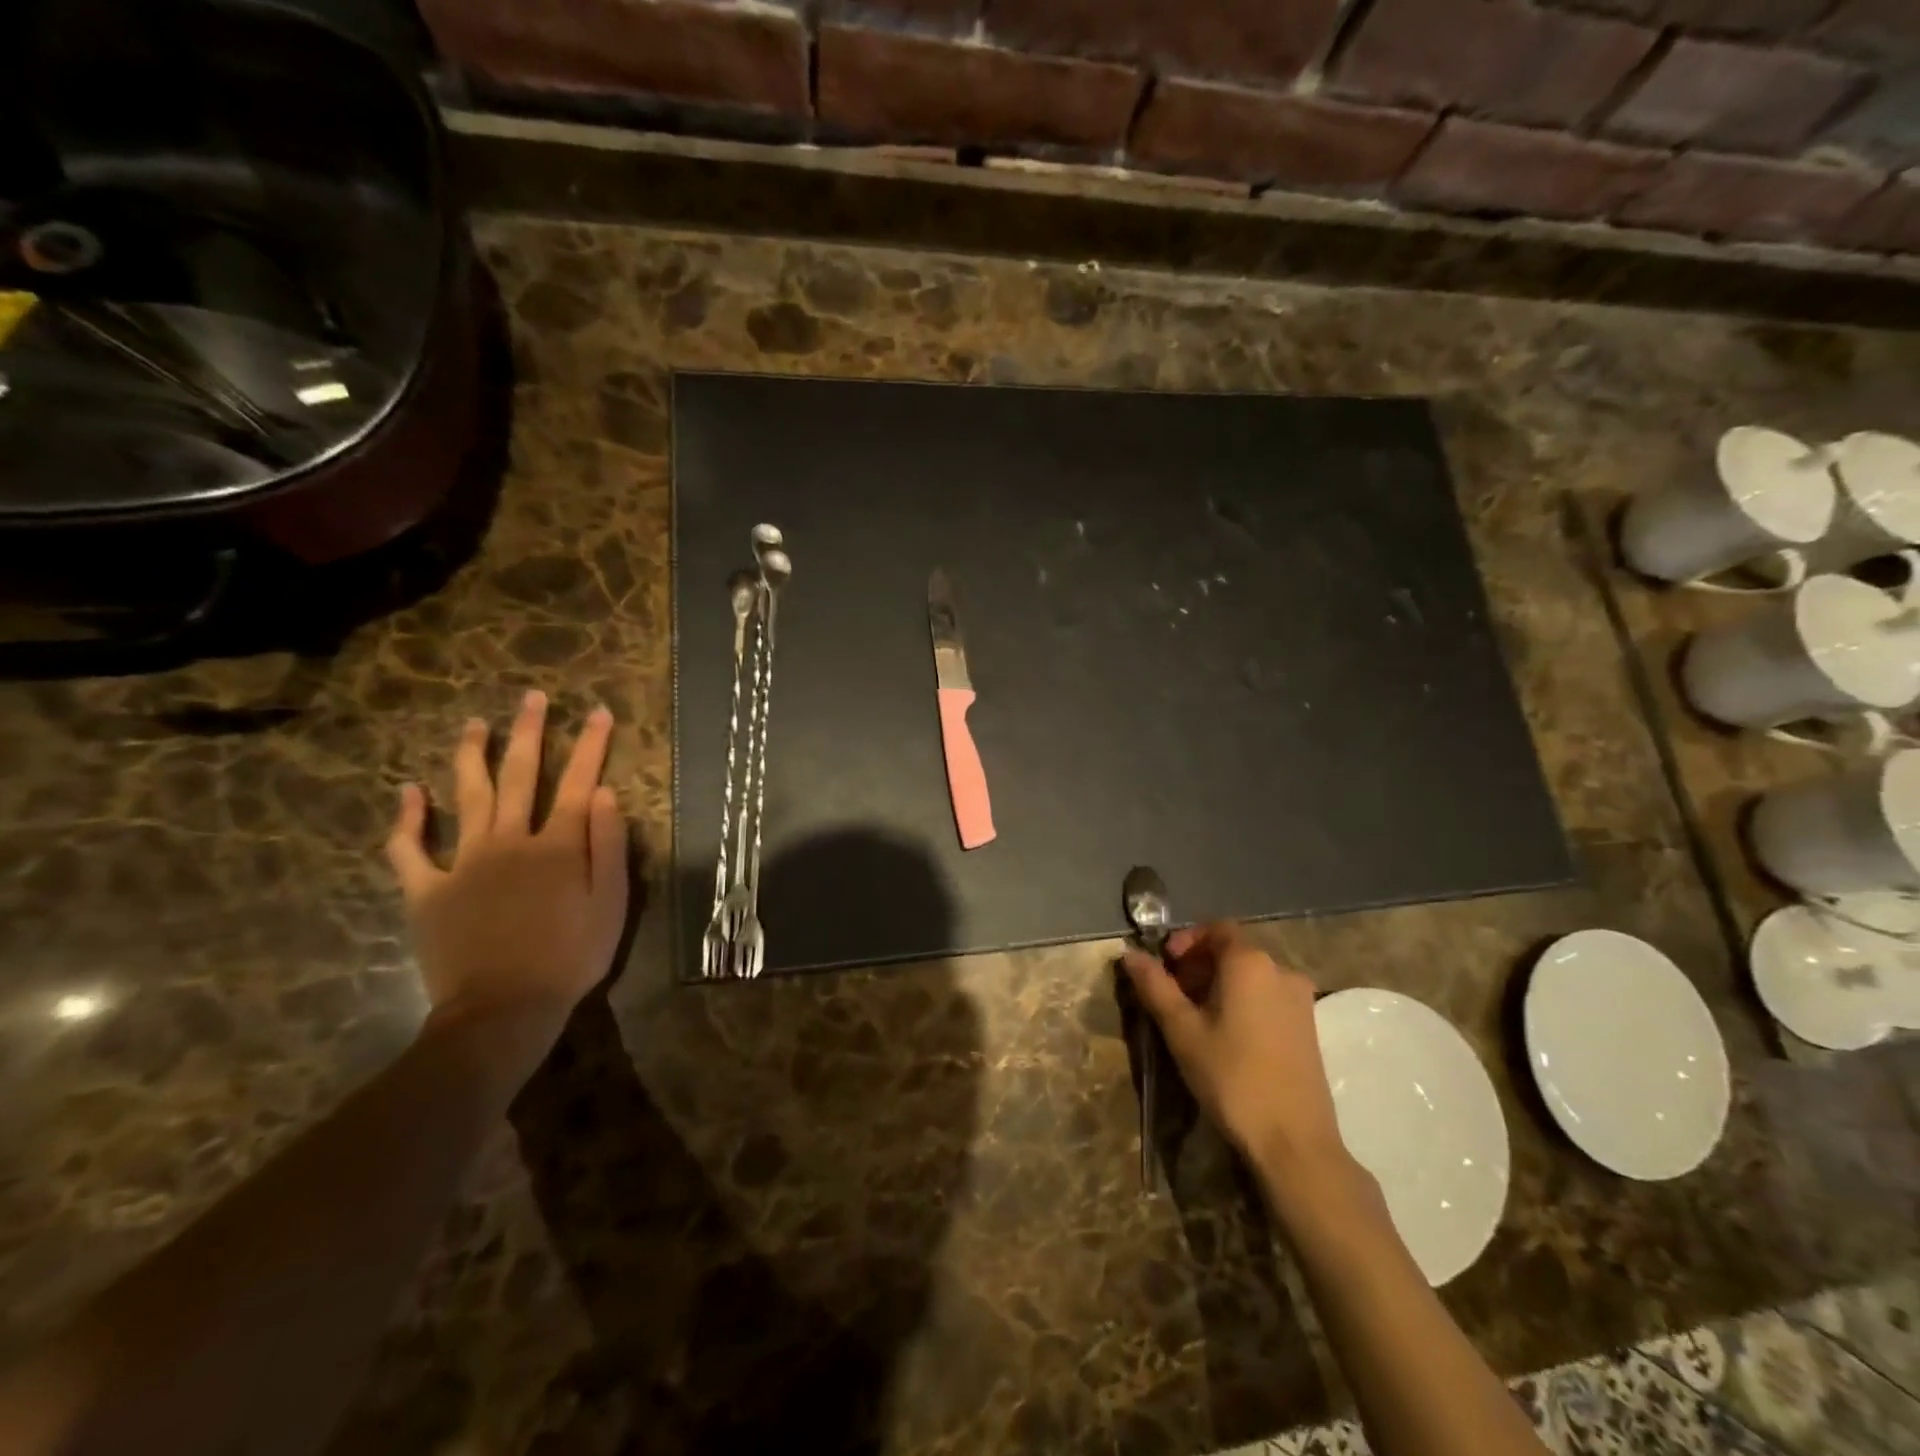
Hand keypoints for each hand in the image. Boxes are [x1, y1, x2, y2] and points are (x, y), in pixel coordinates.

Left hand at [385, 692, 628, 1067]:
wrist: (503, 1010)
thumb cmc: (571, 957)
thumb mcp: (611, 904)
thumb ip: (608, 845)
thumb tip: (604, 793)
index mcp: (557, 846)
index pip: (578, 783)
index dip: (590, 745)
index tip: (598, 712)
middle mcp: (509, 841)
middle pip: (520, 776)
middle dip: (529, 733)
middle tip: (532, 698)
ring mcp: (463, 863)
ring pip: (467, 797)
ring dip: (471, 756)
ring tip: (474, 724)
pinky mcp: (427, 891)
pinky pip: (409, 849)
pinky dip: (407, 819)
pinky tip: (409, 791)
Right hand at [1122, 922, 1347, 1174]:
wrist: (1294, 1141)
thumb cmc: (1232, 1077)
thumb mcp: (1182, 1030)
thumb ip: (1155, 986)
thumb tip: (1129, 954)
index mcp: (1250, 962)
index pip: (1215, 929)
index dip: (1186, 940)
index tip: (1164, 965)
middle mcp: (1281, 970)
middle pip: (1234, 951)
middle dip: (1199, 964)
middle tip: (1173, 994)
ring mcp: (1301, 1000)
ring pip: (1252, 976)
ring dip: (1220, 984)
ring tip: (1195, 1018)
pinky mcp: (1309, 1027)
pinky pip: (1269, 997)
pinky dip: (1243, 1001)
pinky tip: (1226, 1036)